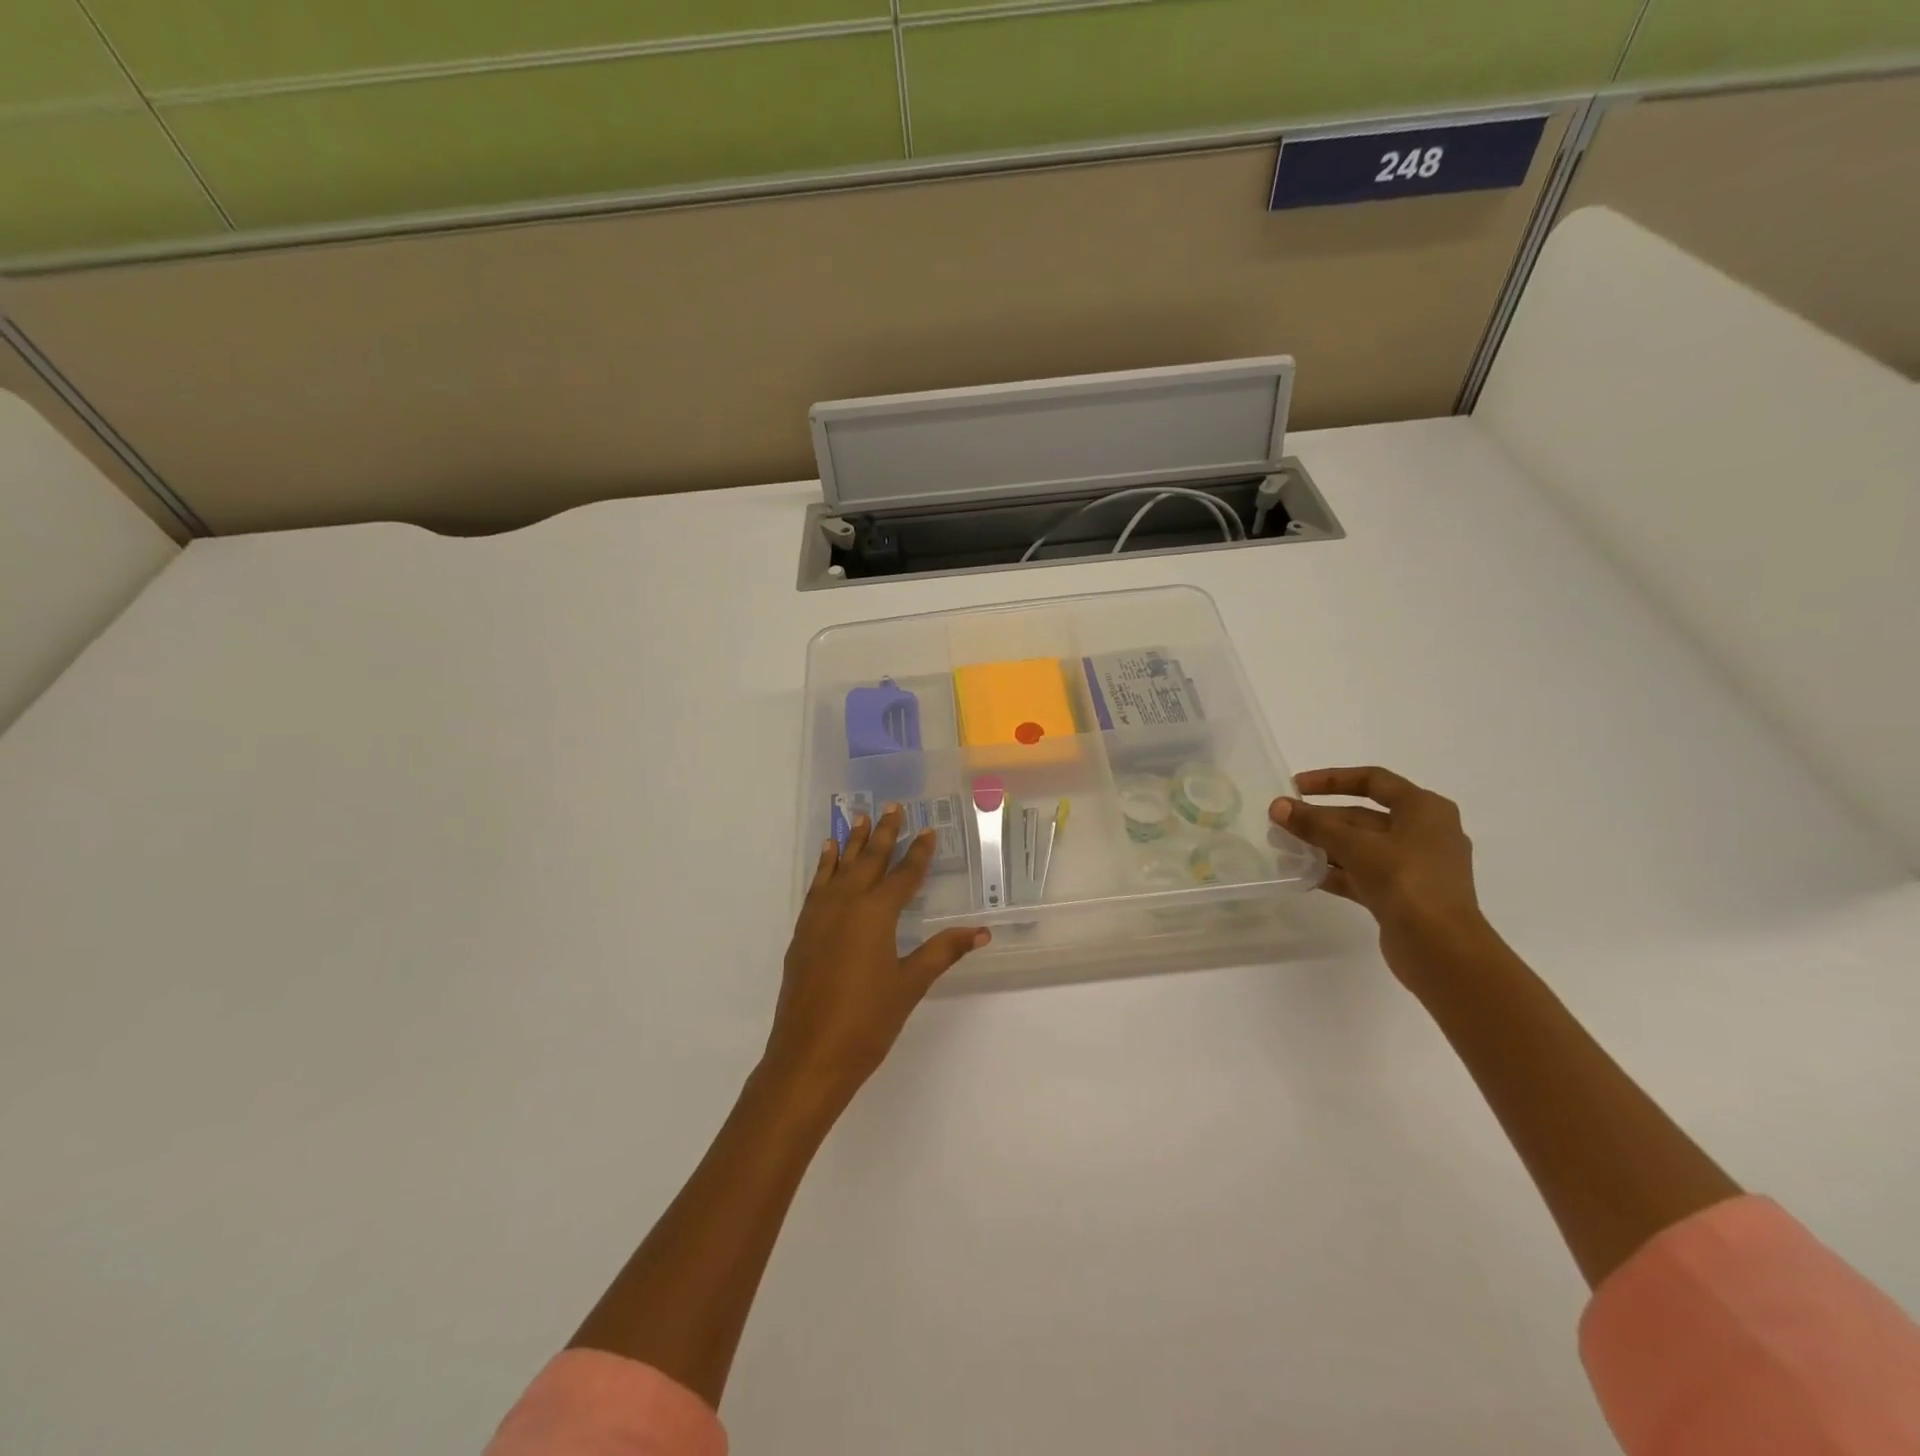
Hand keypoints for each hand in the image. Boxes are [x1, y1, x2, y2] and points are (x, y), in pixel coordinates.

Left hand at [766, 805, 989, 1108]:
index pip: (904, 875)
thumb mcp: (910, 984)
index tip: (929, 831)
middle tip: (892, 807)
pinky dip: (824, 866)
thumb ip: (943, 952)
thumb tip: (982, 932)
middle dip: (884, 833)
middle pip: (869, 860)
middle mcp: (846, 904)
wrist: (808, 1055)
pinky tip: (828, 855)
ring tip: (859, 817)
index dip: (919, 853)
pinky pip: (817, 885)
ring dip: (852, 842)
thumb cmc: (867, 1021)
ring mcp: (819, 915)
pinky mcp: (803, 930)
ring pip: (839, 867)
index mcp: (876, 914)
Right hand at [1269, 766, 1488, 980]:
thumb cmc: (1406, 882)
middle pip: (1364, 815)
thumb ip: (1314, 825)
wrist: (1441, 949)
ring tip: (1286, 847)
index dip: (1332, 780)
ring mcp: (1415, 866)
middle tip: (1283, 821)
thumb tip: (1277, 806)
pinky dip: (1336, 871)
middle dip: (1322, 818)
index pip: (1373, 780)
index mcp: (1424, 809)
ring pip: (1361, 846)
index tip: (1296, 786)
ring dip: (1325, 845)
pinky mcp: (1404, 895)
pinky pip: (1363, 873)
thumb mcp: (1356, 846)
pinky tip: (1305, 874)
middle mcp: (1424, 832)